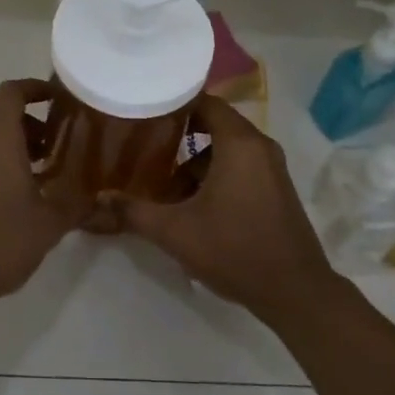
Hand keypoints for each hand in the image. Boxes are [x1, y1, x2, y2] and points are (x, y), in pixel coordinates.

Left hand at [0, 79, 91, 313]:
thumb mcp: (50, 223)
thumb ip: (77, 203)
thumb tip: (100, 196)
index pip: (11, 92)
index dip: (34, 87)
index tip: (57, 99)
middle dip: (27, 117)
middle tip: (54, 139)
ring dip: (13, 139)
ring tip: (42, 168)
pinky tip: (19, 192)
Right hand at [116, 95, 340, 323]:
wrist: (296, 293)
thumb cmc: (235, 250)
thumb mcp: (176, 232)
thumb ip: (135, 212)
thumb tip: (98, 200)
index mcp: (240, 143)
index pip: (204, 102)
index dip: (173, 103)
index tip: (143, 111)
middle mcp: (259, 146)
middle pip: (213, 124)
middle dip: (178, 136)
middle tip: (144, 145)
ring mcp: (271, 168)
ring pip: (225, 150)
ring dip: (195, 163)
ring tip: (163, 185)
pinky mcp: (275, 189)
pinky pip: (240, 166)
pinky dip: (215, 175)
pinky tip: (192, 204)